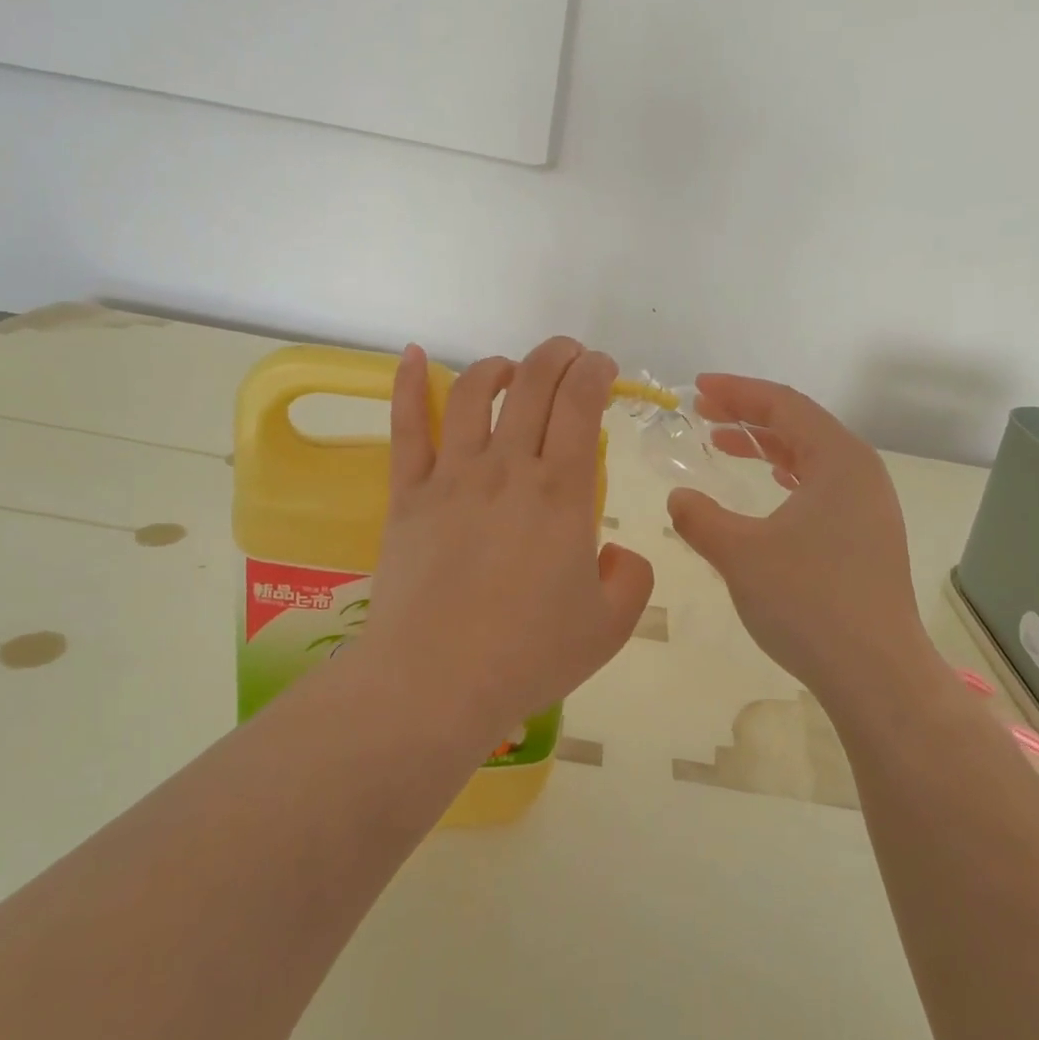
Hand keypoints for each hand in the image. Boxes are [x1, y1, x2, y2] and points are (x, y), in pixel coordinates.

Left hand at [361, 338, 653, 745]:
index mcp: (560, 492)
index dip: (595, 371)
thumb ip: (631, 577)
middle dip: (557, 355)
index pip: (580, 403)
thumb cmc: (528, 656)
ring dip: (498, 367)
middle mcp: (506, 468)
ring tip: (511, 370)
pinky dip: (408, 384)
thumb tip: (614, 552)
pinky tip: (413, 356)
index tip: (604, 369)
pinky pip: (407, 427)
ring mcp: (451, 476)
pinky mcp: (407, 494)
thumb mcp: (610, 626)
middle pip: (532, 383)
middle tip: (570, 356)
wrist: (435, 684)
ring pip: (473, 393)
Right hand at [667, 374, 935, 707]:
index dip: (737, 391)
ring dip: (767, 446)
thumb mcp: (739, 554)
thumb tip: (679, 498)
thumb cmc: (807, 601)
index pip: (784, 404)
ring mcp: (870, 507)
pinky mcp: (868, 537)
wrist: (876, 673)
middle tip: (703, 413)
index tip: (698, 387)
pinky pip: (822, 487)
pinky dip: (788, 476)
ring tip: (725, 444)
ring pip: (812, 457)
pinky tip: (769, 486)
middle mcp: (861, 473)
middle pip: (801, 425)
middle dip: (749, 415)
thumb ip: (700, 519)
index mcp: (839, 459)